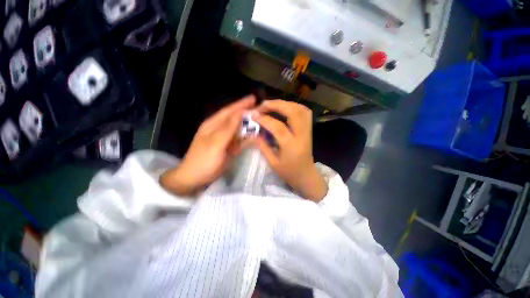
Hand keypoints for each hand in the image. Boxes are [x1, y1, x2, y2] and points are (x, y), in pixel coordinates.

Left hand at [160, 95, 255, 195]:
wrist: (195, 178)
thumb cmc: (203, 160)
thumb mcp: (215, 143)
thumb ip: (228, 128)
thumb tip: (240, 113)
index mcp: (213, 125)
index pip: (229, 111)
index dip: (241, 104)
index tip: (254, 98)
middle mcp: (220, 129)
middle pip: (235, 119)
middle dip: (247, 114)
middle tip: (261, 109)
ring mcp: (225, 139)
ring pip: (239, 129)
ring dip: (249, 126)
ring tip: (262, 121)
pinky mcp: (229, 148)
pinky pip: (240, 140)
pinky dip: (248, 138)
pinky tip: (256, 136)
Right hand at [254, 100, 327, 201]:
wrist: (306, 176)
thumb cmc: (289, 173)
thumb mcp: (272, 163)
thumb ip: (263, 146)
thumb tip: (254, 132)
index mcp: (291, 146)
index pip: (278, 127)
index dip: (265, 119)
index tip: (254, 115)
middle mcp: (302, 136)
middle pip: (293, 112)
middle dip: (277, 105)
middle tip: (263, 105)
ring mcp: (308, 131)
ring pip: (301, 109)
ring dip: (286, 104)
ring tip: (272, 105)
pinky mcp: (309, 130)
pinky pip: (304, 113)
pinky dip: (293, 107)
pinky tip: (284, 109)